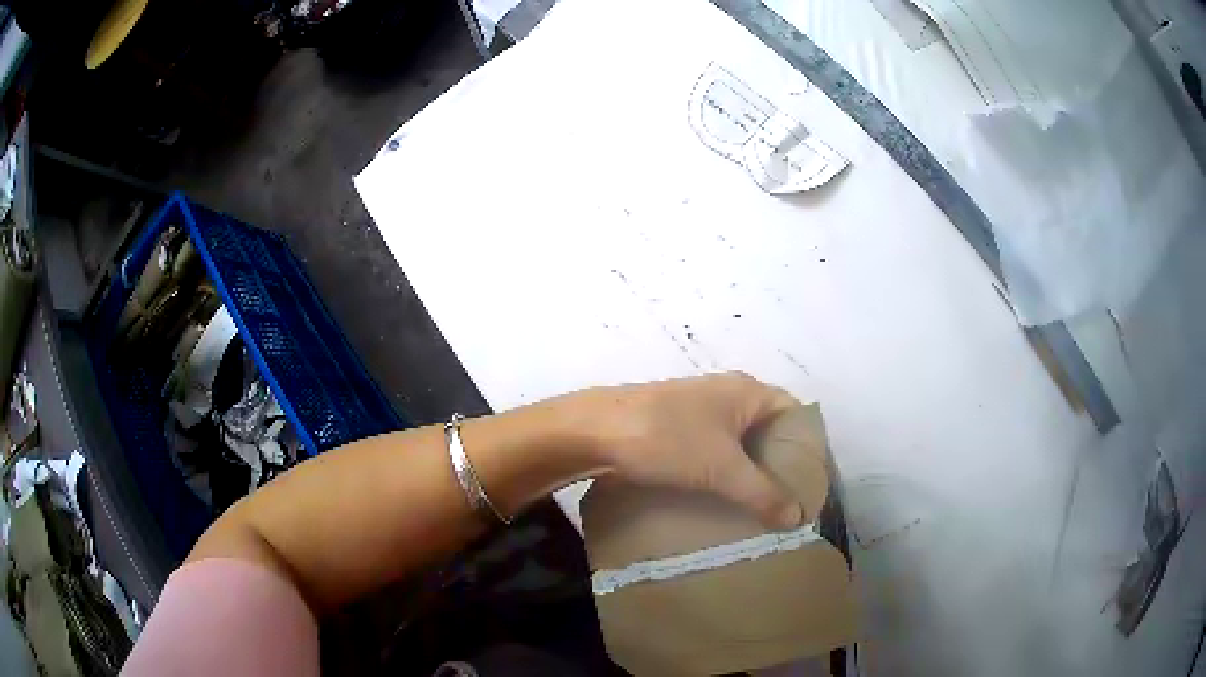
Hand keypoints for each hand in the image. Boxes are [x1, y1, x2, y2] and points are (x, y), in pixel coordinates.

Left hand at [555, 372, 804, 528]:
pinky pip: (713, 450)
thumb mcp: (722, 470)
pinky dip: (724, 471)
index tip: (812, 482)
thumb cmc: (667, 439)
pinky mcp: (675, 427)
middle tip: (789, 500)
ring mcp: (698, 410)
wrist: (594, 430)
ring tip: (761, 506)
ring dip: (749, 470)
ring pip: (738, 442)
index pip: (794, 414)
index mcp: (747, 391)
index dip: (807, 447)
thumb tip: (798, 517)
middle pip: (767, 430)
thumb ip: (763, 493)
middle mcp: (727, 394)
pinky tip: (723, 497)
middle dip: (778, 464)